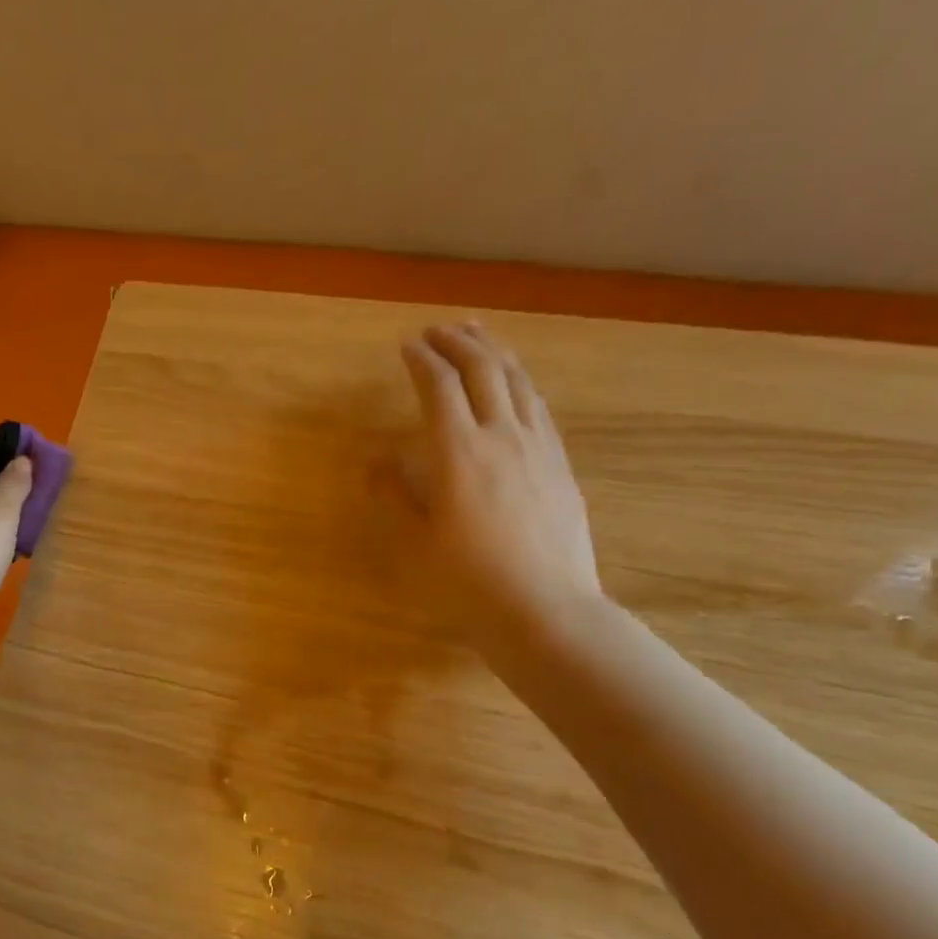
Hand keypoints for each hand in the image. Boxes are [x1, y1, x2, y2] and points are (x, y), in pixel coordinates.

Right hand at [375, 322, 602, 663]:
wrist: (545, 610)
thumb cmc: (468, 583)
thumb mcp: (417, 543)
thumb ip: (397, 495)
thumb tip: (377, 461)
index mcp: (459, 453)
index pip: (439, 387)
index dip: (422, 361)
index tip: (407, 345)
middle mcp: (502, 436)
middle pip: (483, 370)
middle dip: (459, 342)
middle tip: (439, 329)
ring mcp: (539, 448)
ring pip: (518, 381)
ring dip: (494, 352)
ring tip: (478, 337)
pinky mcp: (561, 465)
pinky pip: (539, 407)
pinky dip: (520, 383)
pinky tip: (515, 386)